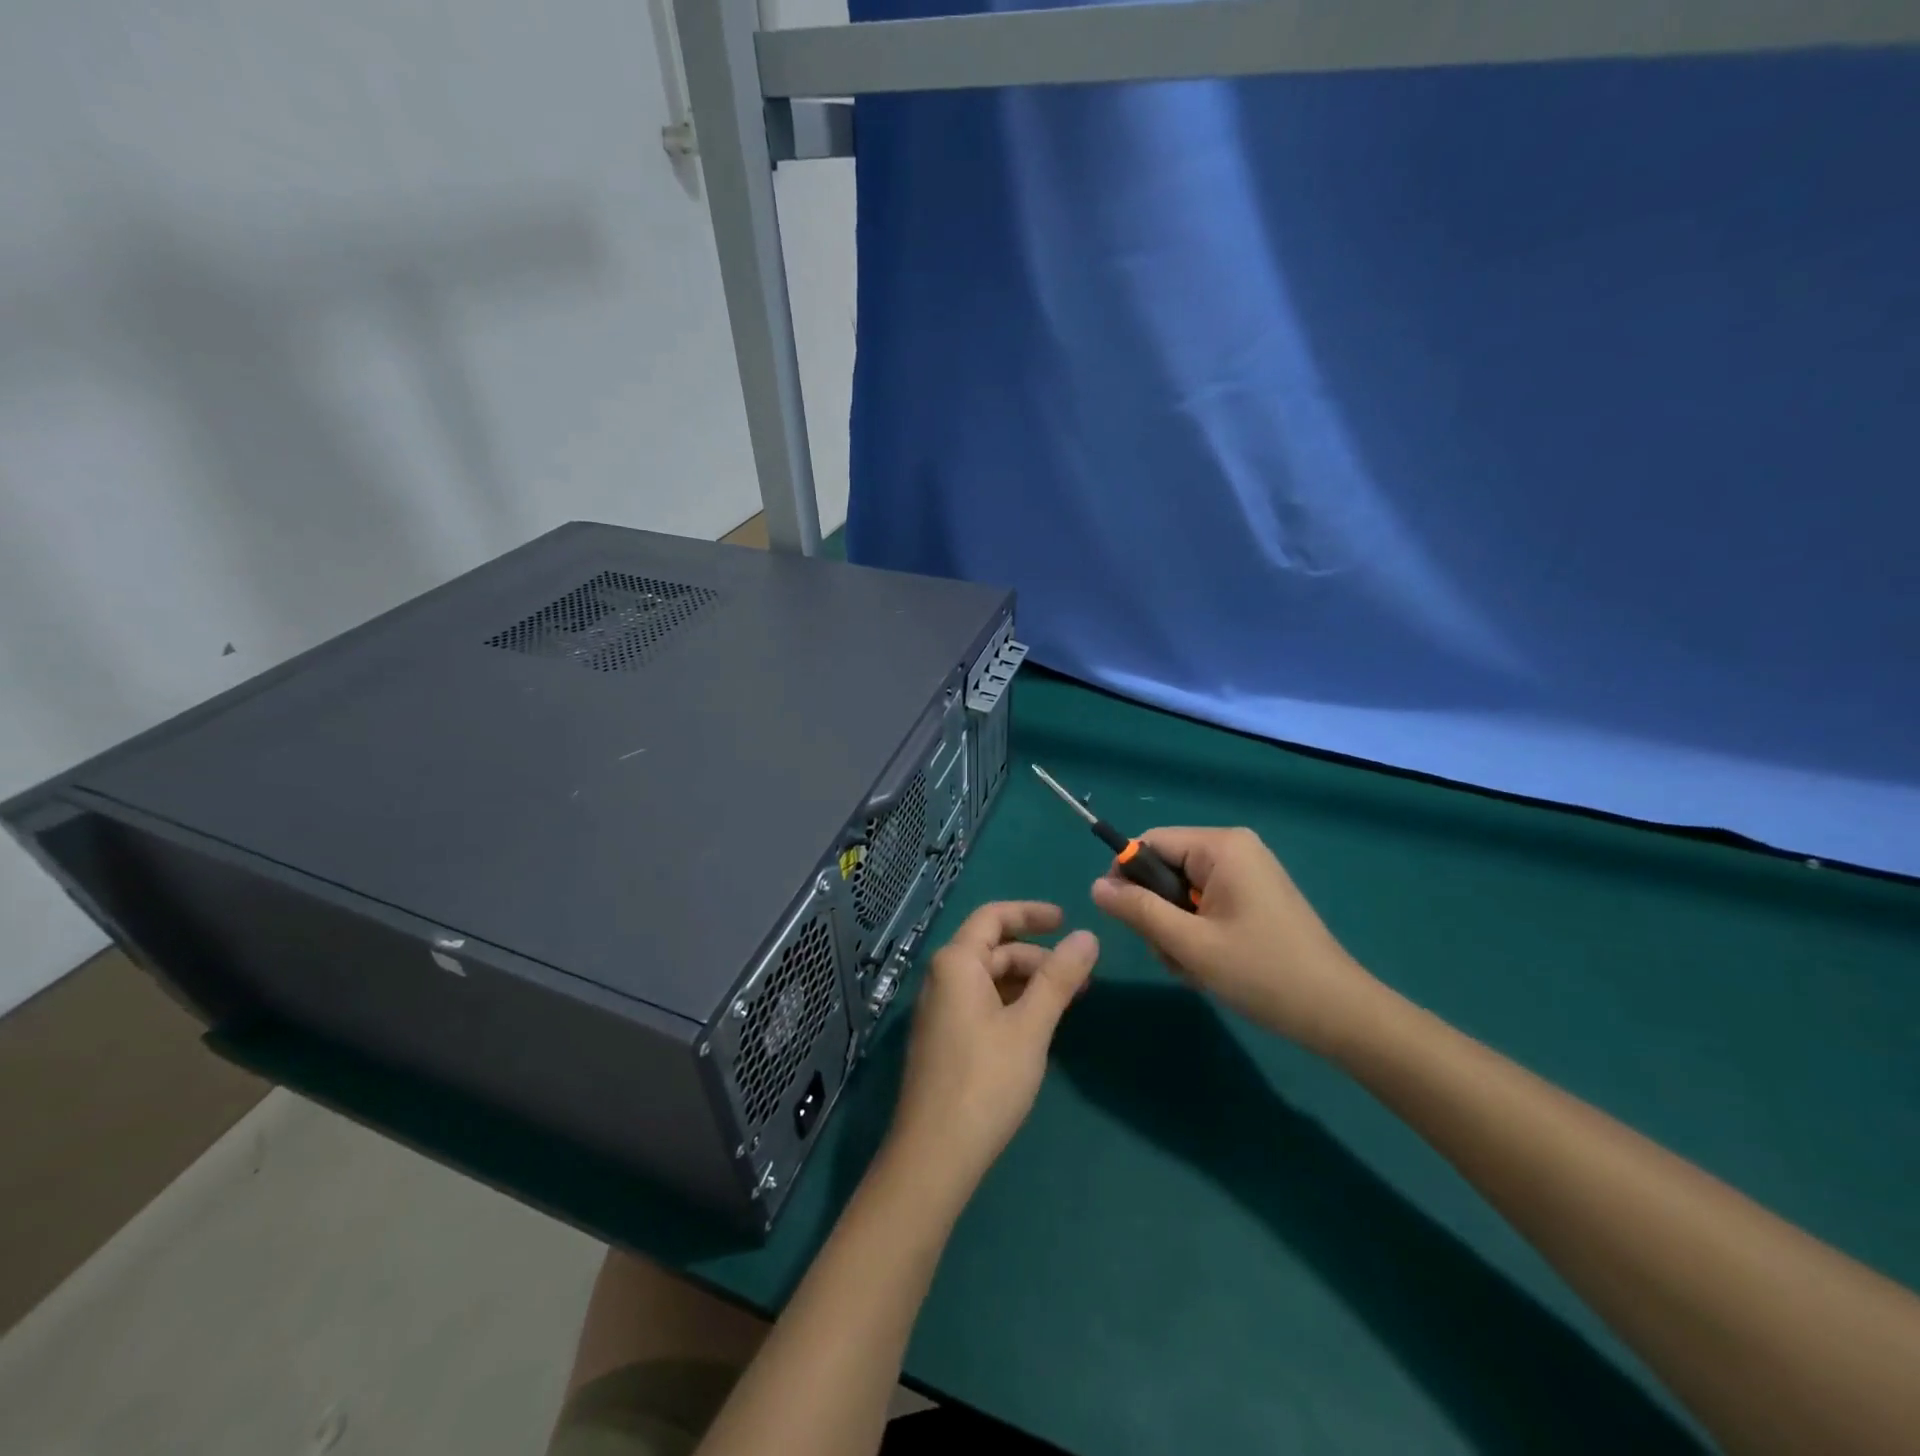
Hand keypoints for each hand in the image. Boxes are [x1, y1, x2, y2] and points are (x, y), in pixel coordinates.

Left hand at [883, 902, 1097, 1203]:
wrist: (934, 1155)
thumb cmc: (985, 1081)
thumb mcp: (1031, 1026)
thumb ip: (1059, 979)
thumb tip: (1088, 936)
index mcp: (956, 963)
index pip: (993, 917)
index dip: (1031, 913)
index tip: (1066, 920)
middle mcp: (941, 978)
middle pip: (992, 949)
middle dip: (1037, 957)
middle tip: (1080, 978)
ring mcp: (939, 1011)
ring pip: (988, 979)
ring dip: (1026, 983)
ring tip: (1066, 1003)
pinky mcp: (942, 1040)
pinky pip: (980, 1004)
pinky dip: (1011, 1004)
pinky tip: (1036, 1027)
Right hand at [1090, 827, 1378, 1056]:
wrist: (1337, 1013)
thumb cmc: (1262, 973)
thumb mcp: (1190, 944)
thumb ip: (1139, 910)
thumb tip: (1096, 887)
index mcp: (1221, 846)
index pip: (1150, 843)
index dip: (1127, 877)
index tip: (1125, 919)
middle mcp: (1234, 849)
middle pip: (1165, 869)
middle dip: (1158, 913)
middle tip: (1174, 955)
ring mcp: (1247, 874)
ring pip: (1181, 892)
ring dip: (1176, 931)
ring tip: (1195, 968)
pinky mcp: (1254, 898)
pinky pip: (1204, 904)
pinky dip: (1197, 934)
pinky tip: (1211, 966)